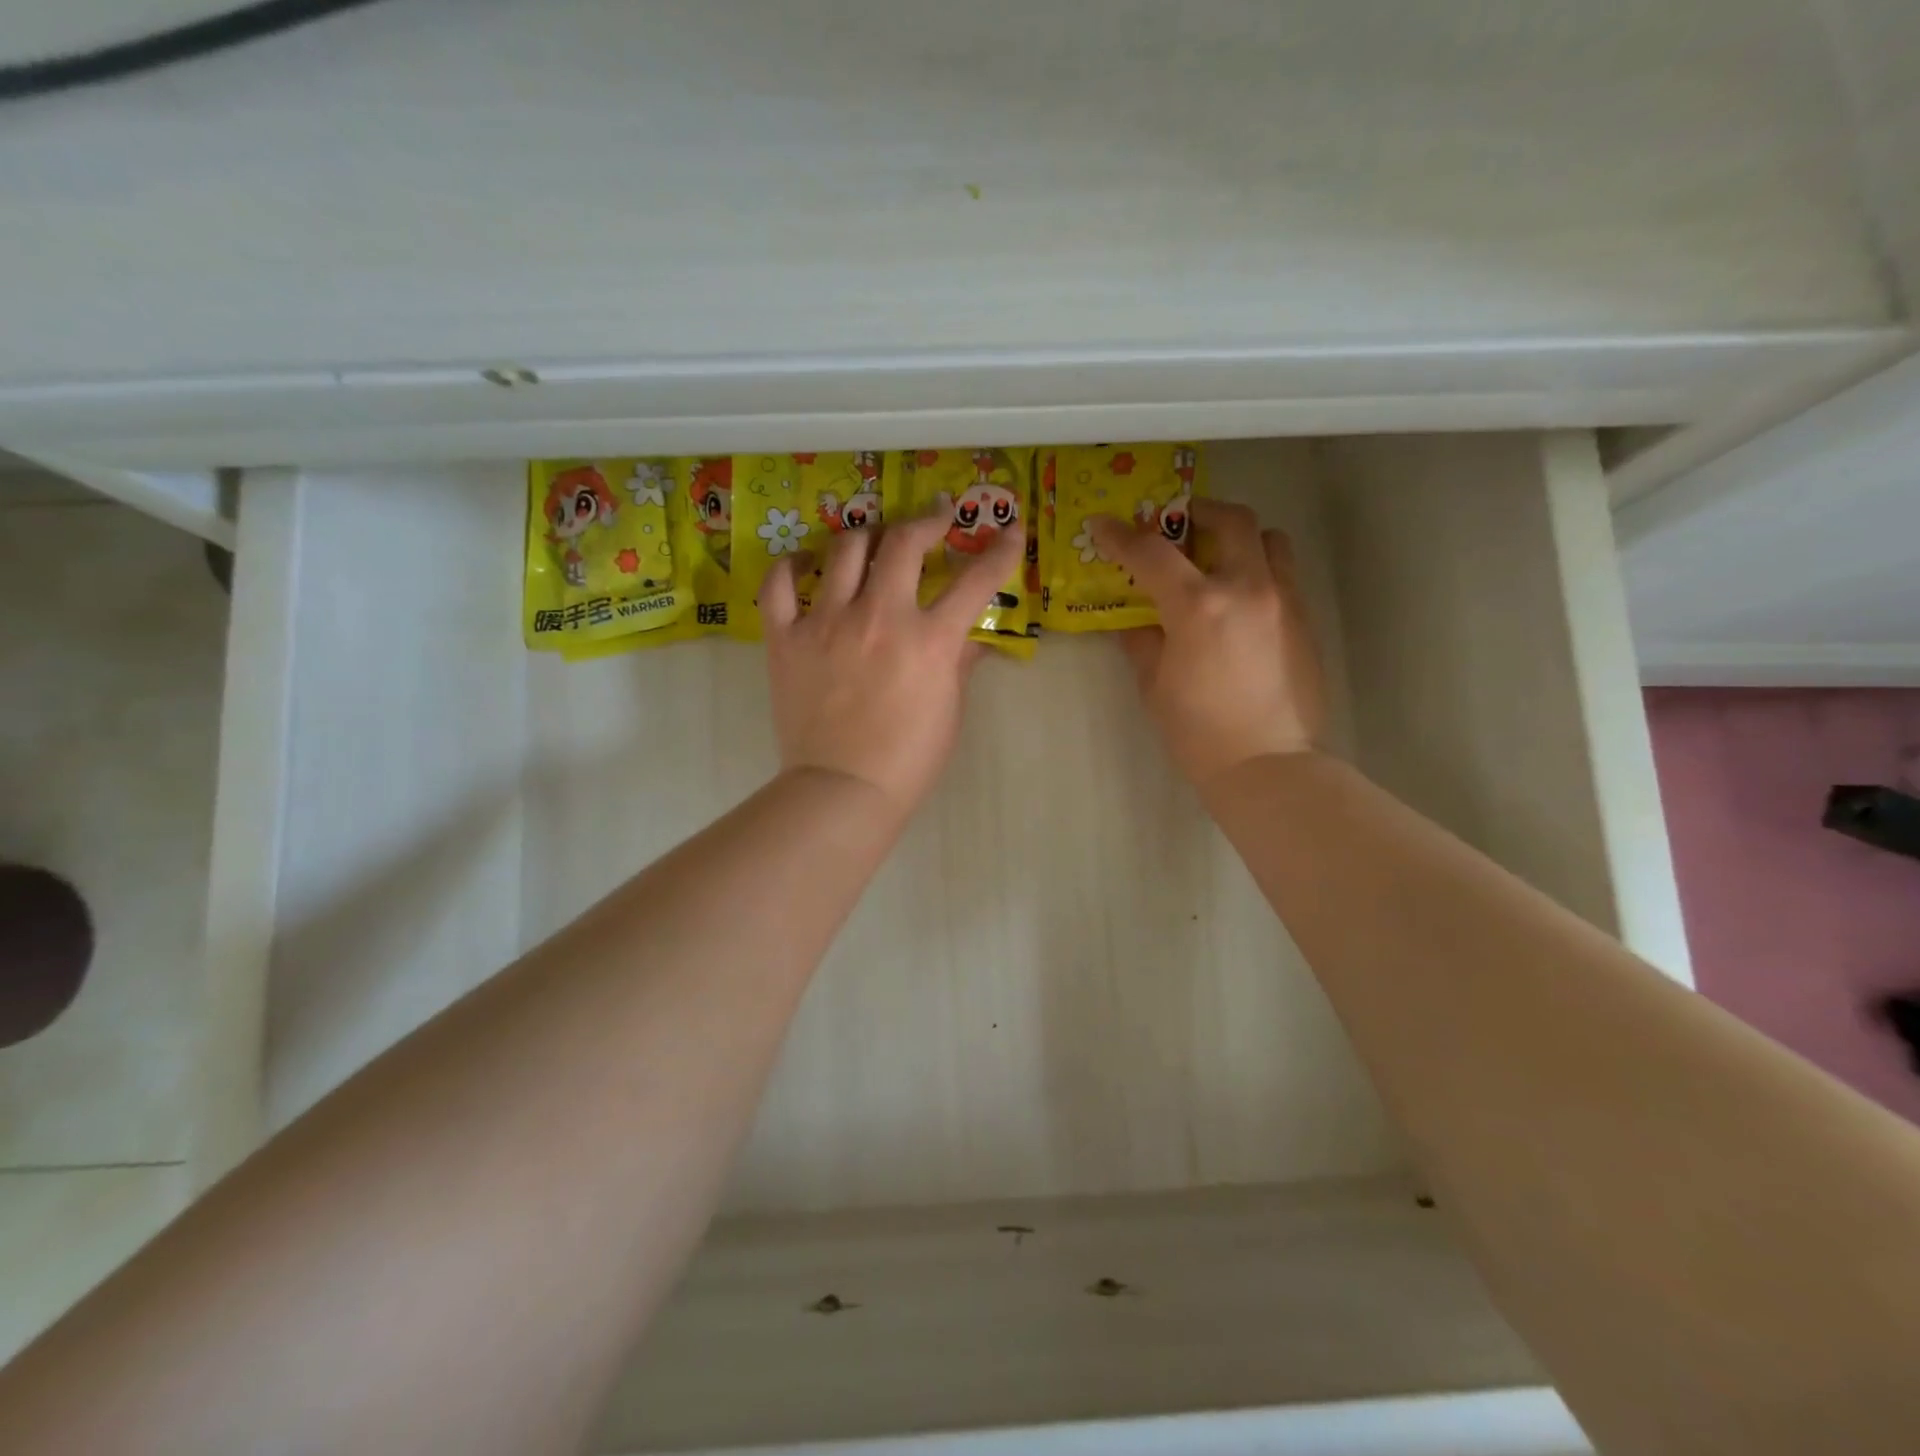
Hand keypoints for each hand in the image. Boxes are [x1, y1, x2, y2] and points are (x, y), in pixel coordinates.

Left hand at [759, 515, 1023, 817]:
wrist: (842, 790)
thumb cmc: (908, 760)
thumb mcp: (949, 711)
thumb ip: (960, 664)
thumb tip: (972, 637)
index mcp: (929, 639)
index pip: (976, 579)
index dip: (1001, 549)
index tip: (1011, 529)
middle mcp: (880, 616)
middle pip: (904, 542)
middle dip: (926, 520)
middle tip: (934, 517)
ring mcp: (827, 622)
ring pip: (845, 549)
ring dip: (866, 535)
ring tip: (873, 538)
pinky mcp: (786, 638)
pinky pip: (780, 584)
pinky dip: (791, 566)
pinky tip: (804, 564)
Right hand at [1089, 498, 1325, 793]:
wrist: (1268, 764)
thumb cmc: (1198, 732)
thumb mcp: (1154, 685)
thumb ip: (1142, 640)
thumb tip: (1134, 619)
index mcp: (1198, 606)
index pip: (1152, 553)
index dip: (1122, 535)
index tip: (1104, 526)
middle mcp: (1247, 588)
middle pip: (1229, 520)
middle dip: (1197, 513)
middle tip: (1175, 525)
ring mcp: (1283, 600)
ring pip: (1269, 539)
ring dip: (1239, 537)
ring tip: (1217, 559)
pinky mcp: (1305, 619)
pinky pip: (1283, 572)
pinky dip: (1258, 569)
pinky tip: (1238, 601)